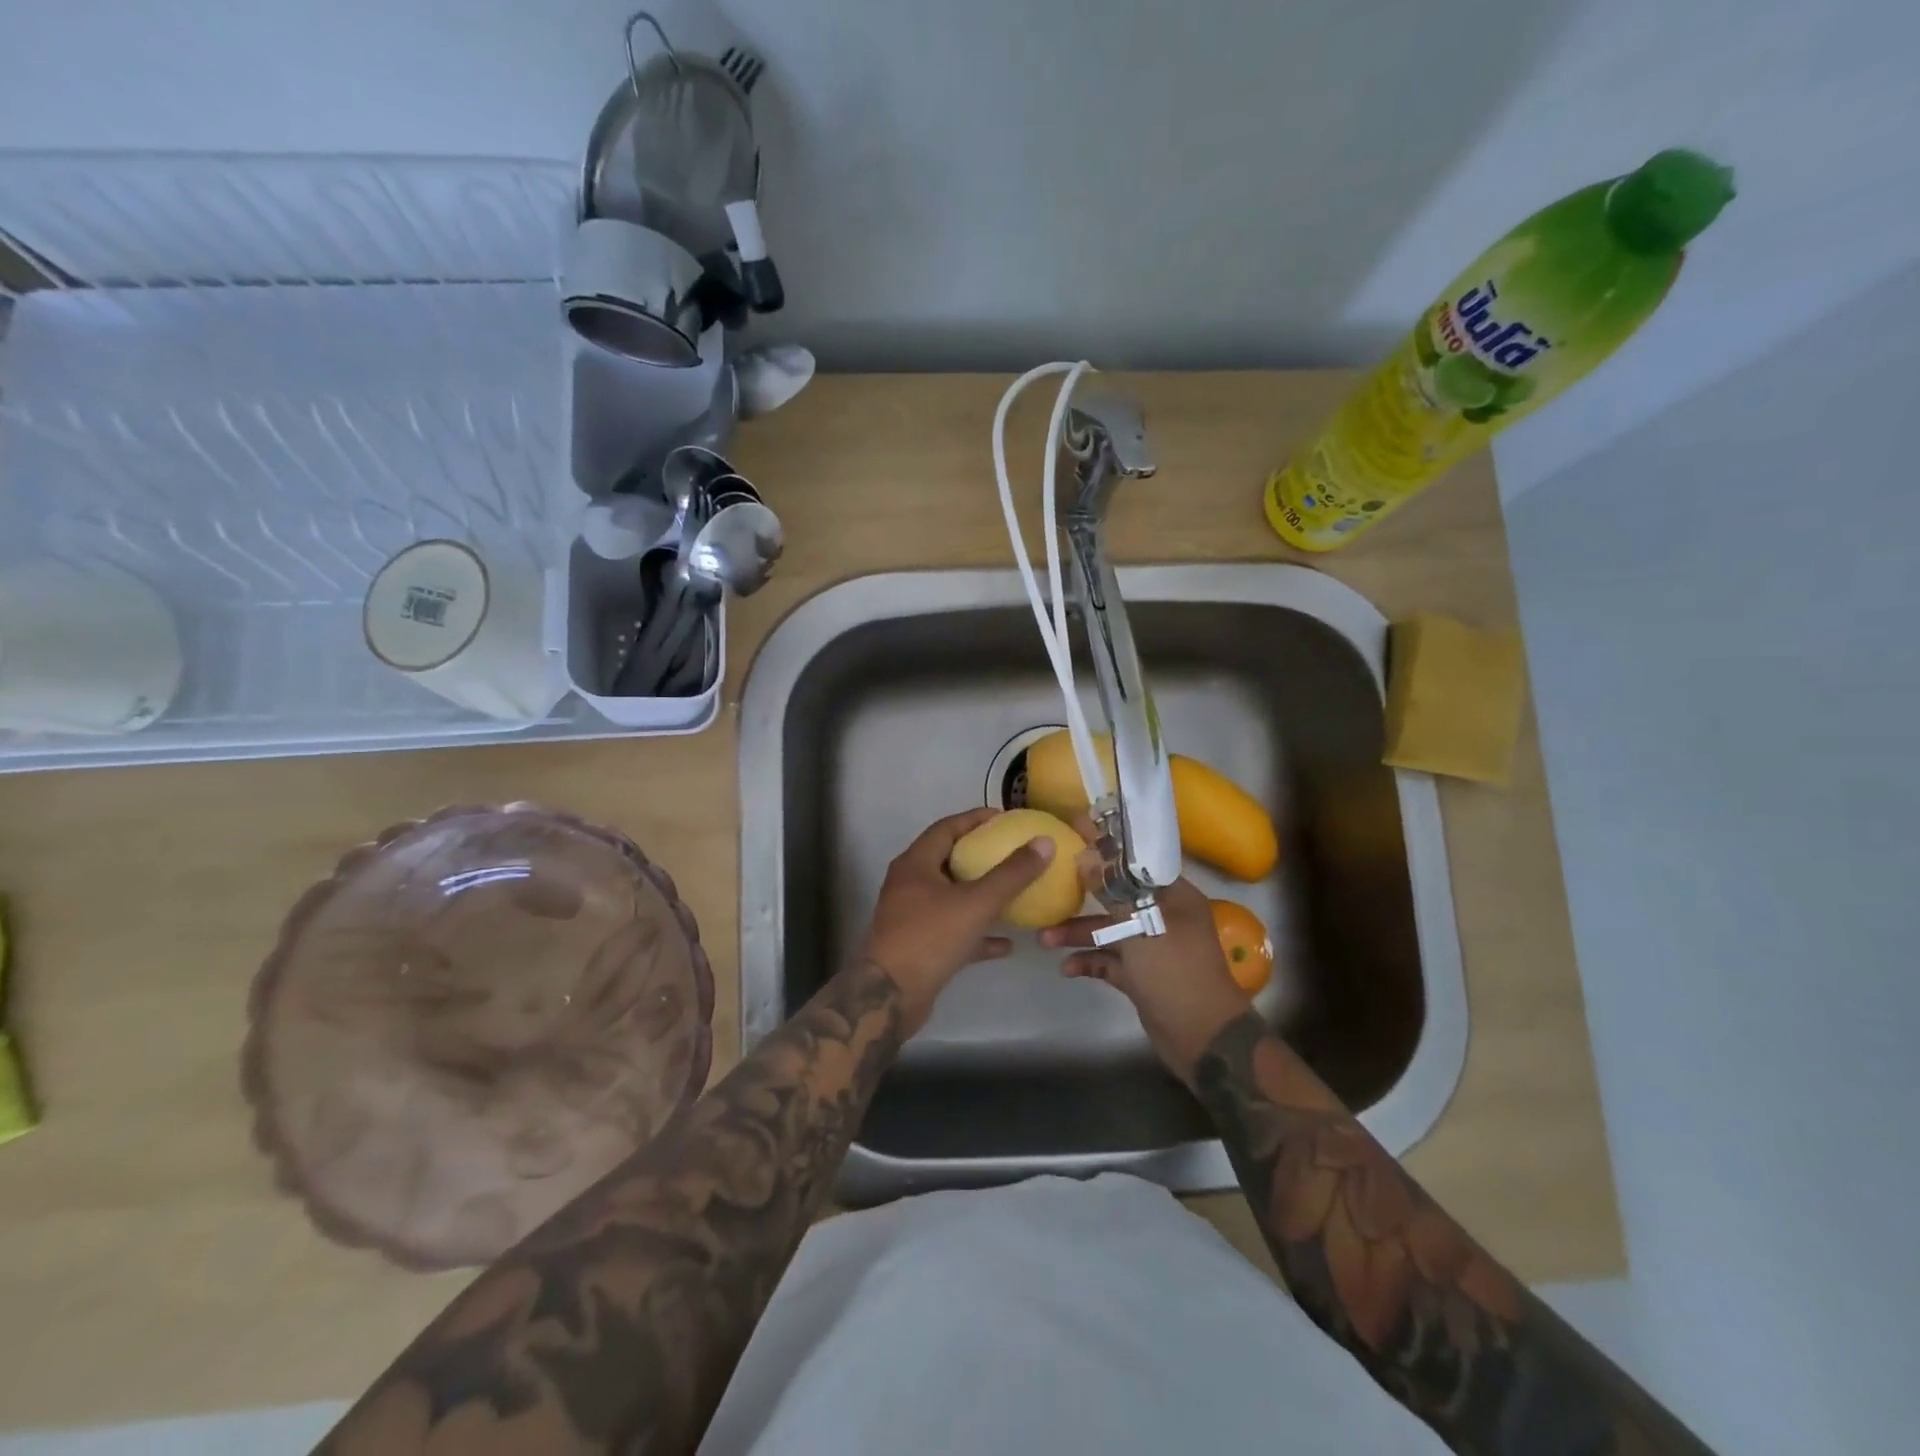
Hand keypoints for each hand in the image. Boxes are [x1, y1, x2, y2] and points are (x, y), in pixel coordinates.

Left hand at [859, 809, 1056, 1035]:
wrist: (890, 997)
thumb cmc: (930, 938)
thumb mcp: (976, 902)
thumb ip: (1012, 873)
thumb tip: (1045, 842)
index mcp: (915, 864)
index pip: (947, 828)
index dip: (976, 819)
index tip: (1006, 819)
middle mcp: (909, 884)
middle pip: (949, 860)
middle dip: (981, 855)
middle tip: (1013, 852)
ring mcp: (912, 916)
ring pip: (952, 897)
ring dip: (981, 895)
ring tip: (1014, 892)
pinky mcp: (919, 946)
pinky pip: (953, 930)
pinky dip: (977, 932)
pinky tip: (1006, 943)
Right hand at [1041, 874, 1251, 1081]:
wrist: (1203, 1038)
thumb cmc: (1174, 971)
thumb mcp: (1142, 926)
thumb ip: (1112, 892)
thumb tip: (1087, 857)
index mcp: (1174, 897)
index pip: (1136, 865)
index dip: (1106, 853)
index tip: (1074, 842)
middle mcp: (1164, 916)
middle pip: (1117, 899)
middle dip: (1083, 901)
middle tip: (1050, 895)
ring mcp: (1152, 948)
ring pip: (1110, 932)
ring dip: (1079, 934)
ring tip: (1044, 939)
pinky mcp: (1142, 976)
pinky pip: (1110, 961)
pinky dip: (1089, 962)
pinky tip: (1066, 969)